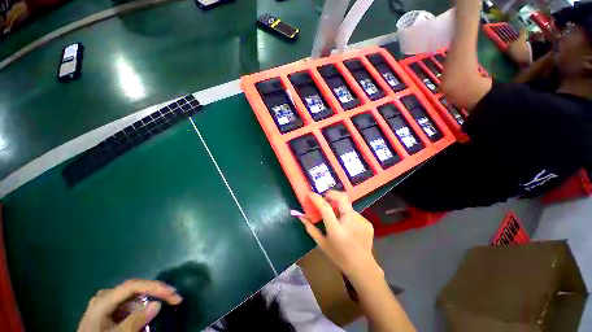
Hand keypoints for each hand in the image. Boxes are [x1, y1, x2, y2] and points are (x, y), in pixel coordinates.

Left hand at [77, 279, 181, 331]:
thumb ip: (135, 321)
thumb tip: (158, 303)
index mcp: (104, 300)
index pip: (133, 285)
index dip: (154, 286)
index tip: (173, 292)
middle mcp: (106, 296)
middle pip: (136, 288)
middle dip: (156, 291)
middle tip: (175, 297)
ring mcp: (107, 302)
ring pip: (134, 296)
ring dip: (151, 299)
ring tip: (166, 304)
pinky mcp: (109, 309)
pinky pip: (129, 304)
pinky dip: (142, 307)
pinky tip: (148, 313)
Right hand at [298, 190, 380, 279]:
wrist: (362, 267)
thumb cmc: (338, 256)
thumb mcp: (322, 244)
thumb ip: (310, 228)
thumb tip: (301, 215)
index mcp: (337, 230)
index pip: (326, 208)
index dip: (317, 199)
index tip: (311, 194)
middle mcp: (350, 223)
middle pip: (342, 198)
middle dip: (332, 194)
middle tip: (325, 198)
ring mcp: (361, 221)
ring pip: (347, 205)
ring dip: (339, 206)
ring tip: (336, 216)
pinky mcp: (367, 222)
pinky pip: (354, 212)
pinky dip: (347, 214)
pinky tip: (347, 224)